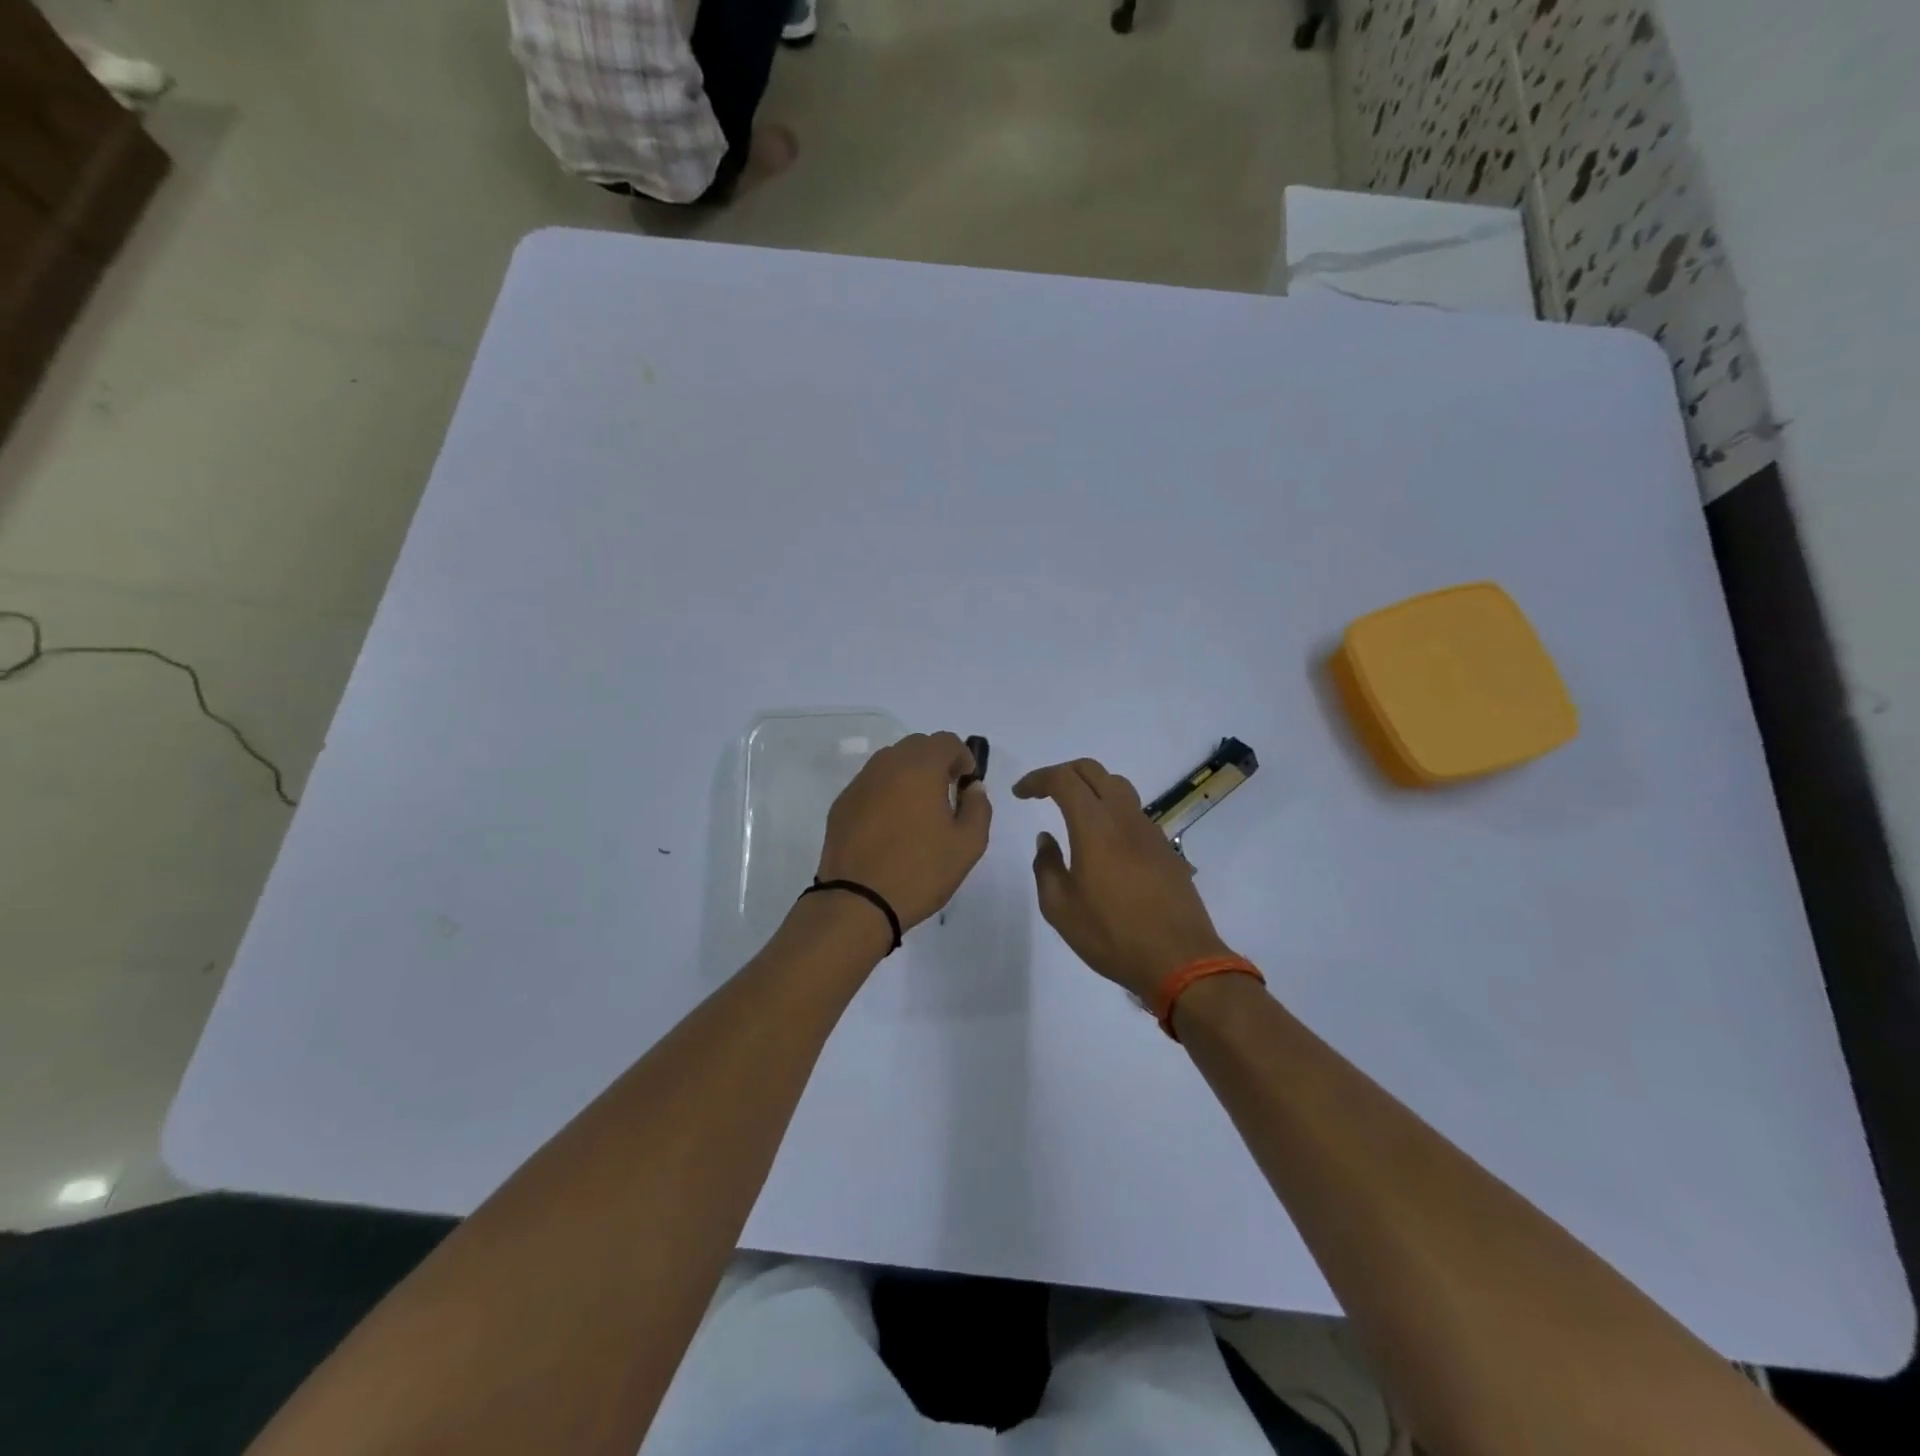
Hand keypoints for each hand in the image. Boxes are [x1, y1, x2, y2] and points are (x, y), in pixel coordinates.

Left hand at [816, 732, 991, 933]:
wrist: (857, 902)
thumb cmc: (920, 871)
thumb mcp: (968, 844)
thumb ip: (978, 807)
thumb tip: (972, 788)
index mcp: (919, 768)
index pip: (946, 741)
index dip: (963, 757)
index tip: (966, 784)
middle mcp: (886, 765)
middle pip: (916, 746)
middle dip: (936, 762)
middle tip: (945, 795)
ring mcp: (860, 784)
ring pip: (890, 763)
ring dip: (909, 775)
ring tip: (918, 812)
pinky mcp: (842, 805)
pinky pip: (871, 785)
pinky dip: (886, 793)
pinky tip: (890, 827)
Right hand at [1014, 758, 1233, 1001]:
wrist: (1180, 959)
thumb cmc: (1112, 935)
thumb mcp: (1060, 908)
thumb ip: (1046, 866)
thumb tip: (1046, 839)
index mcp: (1095, 826)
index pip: (1064, 779)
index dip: (1038, 779)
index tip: (1020, 794)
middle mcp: (1124, 818)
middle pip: (1093, 771)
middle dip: (1063, 773)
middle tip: (1043, 792)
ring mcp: (1149, 831)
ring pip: (1118, 788)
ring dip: (1090, 788)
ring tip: (1072, 811)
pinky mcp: (1165, 848)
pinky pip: (1133, 813)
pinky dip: (1110, 811)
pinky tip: (1102, 842)